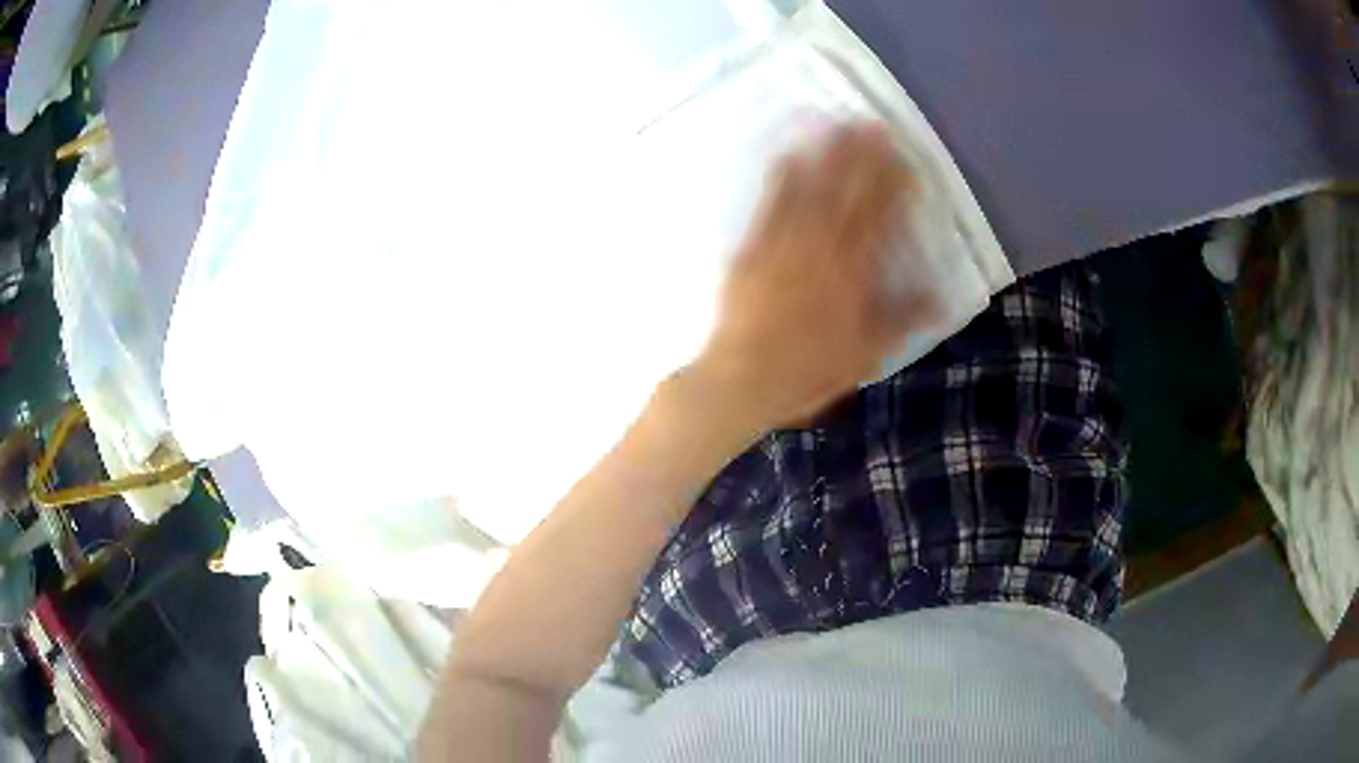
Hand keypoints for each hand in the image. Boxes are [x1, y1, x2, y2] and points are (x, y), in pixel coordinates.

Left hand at [694, 122, 936, 430]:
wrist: (741, 380)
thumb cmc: (807, 372)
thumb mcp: (865, 354)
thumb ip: (903, 321)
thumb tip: (943, 300)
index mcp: (852, 274)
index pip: (880, 219)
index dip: (893, 187)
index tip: (905, 160)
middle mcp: (820, 249)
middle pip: (845, 195)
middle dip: (860, 156)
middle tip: (871, 123)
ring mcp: (782, 245)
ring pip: (808, 191)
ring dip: (823, 155)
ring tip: (833, 122)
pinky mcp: (751, 249)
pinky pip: (768, 206)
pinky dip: (780, 179)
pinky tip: (787, 156)